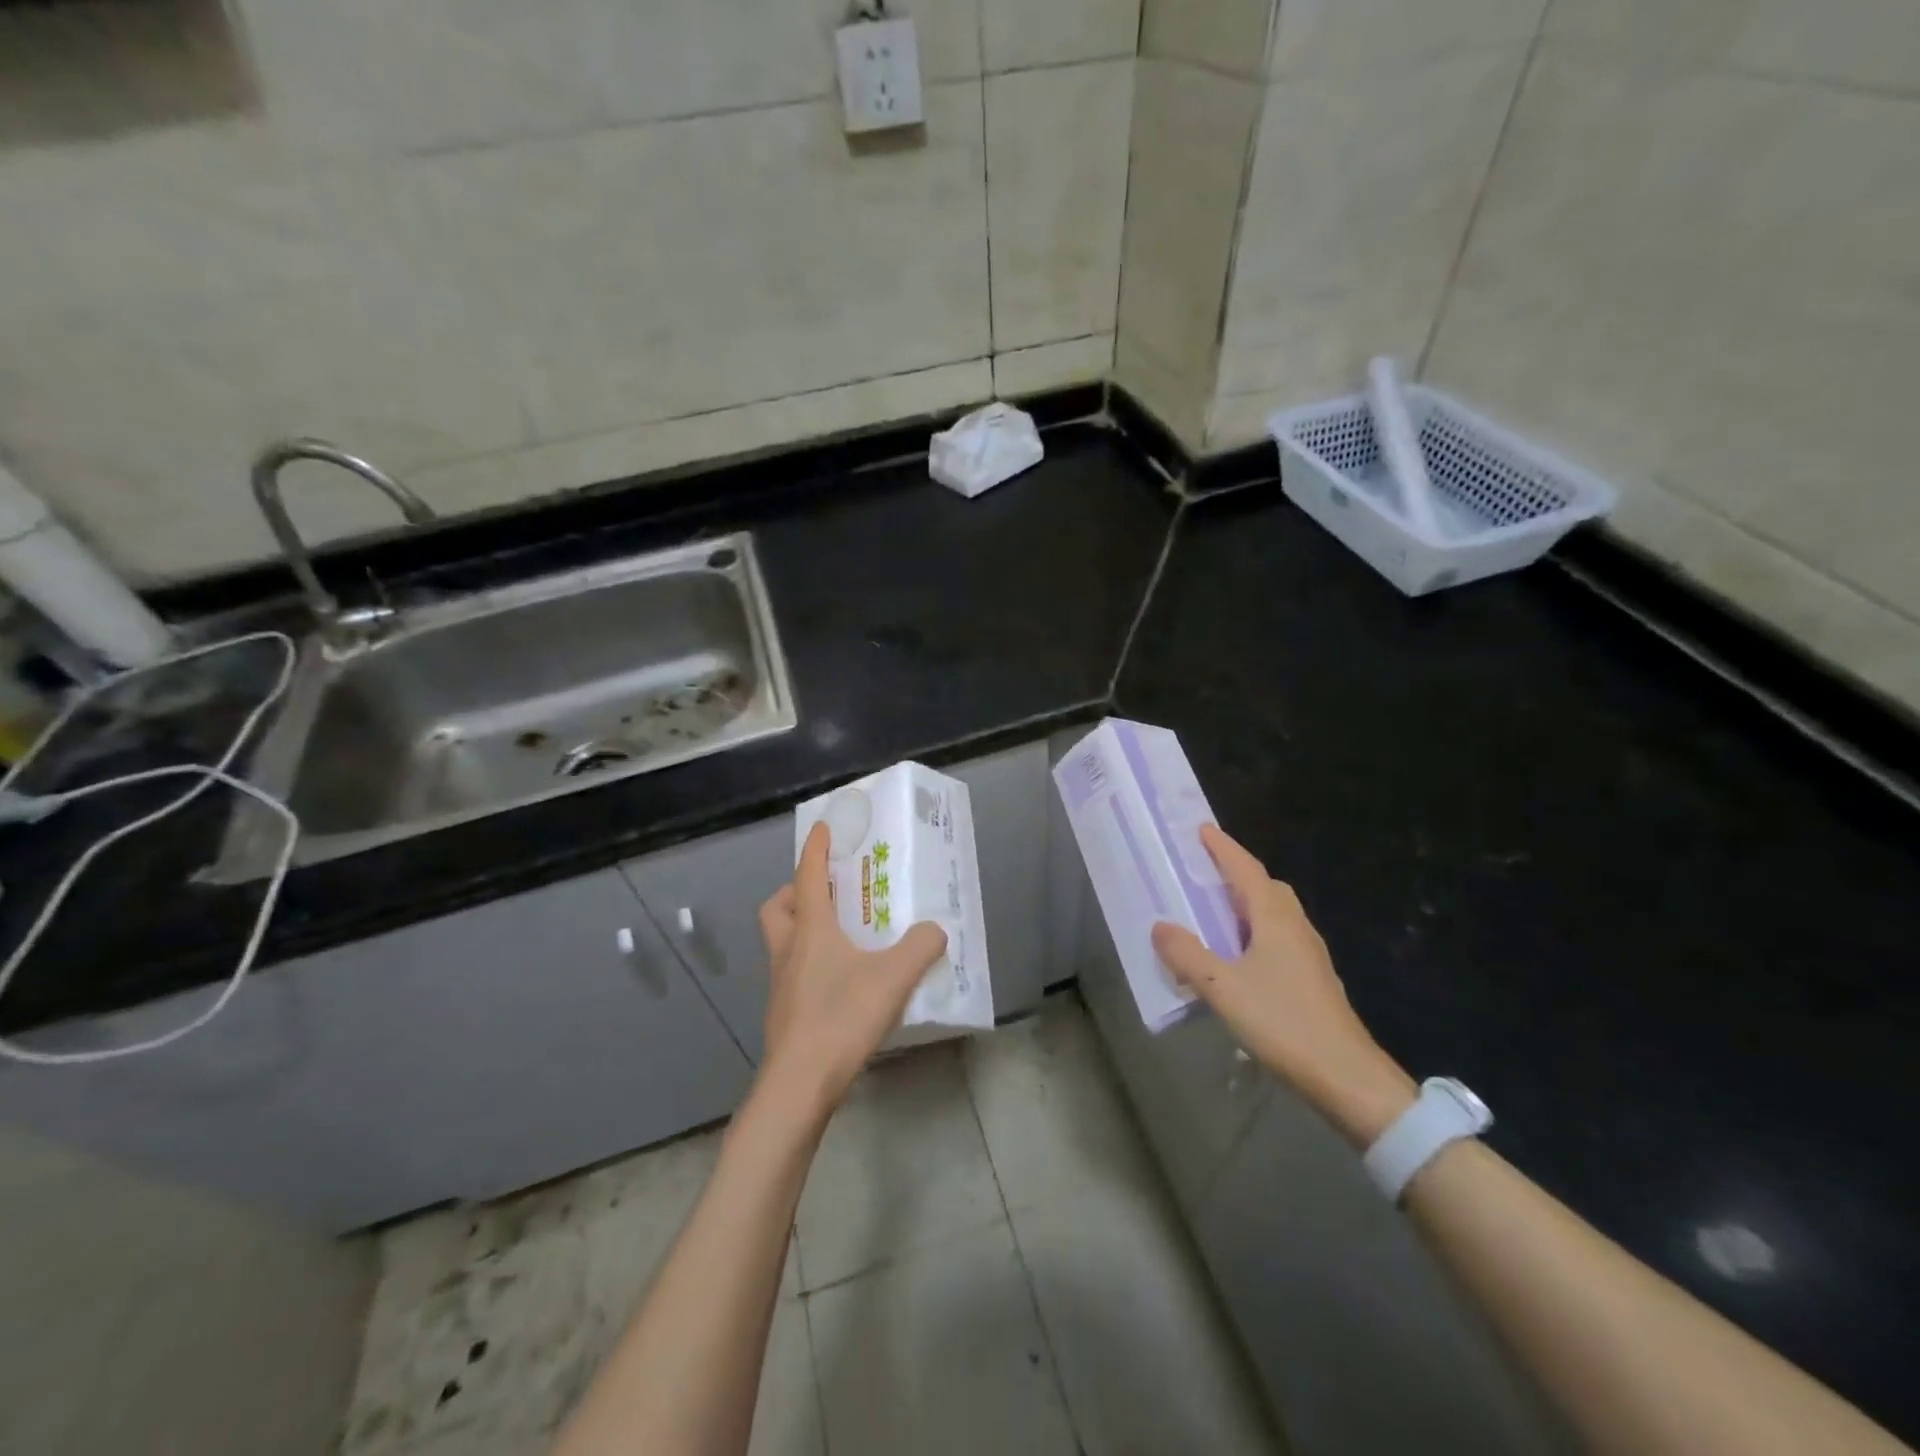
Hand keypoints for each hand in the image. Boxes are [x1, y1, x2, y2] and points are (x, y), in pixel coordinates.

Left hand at [755, 821, 948, 1116]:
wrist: (799, 1085)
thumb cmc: (841, 1017)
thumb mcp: (893, 978)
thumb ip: (920, 948)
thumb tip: (936, 930)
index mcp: (811, 931)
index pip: (807, 876)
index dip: (815, 849)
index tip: (823, 828)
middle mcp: (789, 950)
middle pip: (777, 908)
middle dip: (794, 891)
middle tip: (824, 893)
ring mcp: (780, 984)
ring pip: (781, 941)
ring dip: (800, 928)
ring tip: (838, 936)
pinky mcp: (783, 1014)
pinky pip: (791, 972)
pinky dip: (808, 963)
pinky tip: (838, 981)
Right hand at [1151, 825, 1416, 1145]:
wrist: (1346, 1077)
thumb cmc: (1284, 1022)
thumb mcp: (1223, 989)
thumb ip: (1187, 956)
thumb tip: (1160, 926)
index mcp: (1275, 919)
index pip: (1246, 870)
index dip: (1223, 848)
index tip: (1201, 829)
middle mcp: (1295, 928)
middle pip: (1266, 887)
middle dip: (1236, 873)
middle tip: (1203, 870)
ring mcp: (1308, 954)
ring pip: (1274, 913)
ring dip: (1245, 903)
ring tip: (1213, 911)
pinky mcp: (1311, 979)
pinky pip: (1277, 937)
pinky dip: (1253, 931)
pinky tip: (1236, 956)